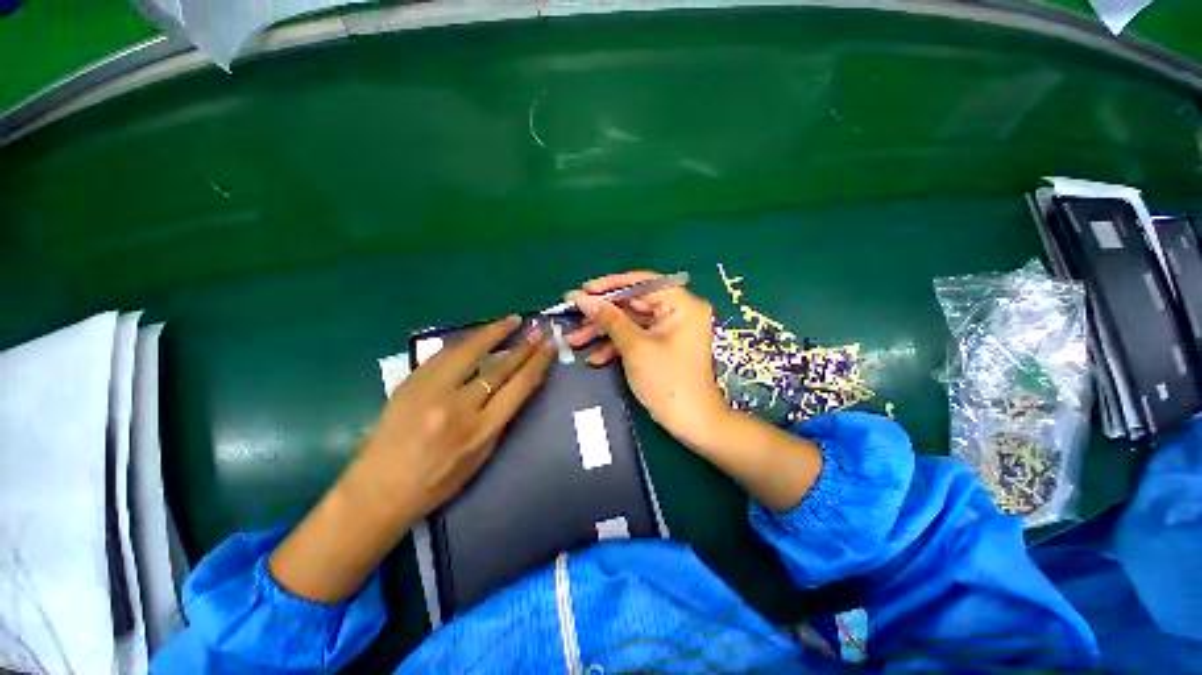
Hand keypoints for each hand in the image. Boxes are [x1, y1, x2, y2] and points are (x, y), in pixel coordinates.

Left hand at [350, 316, 554, 522]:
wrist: (377, 490)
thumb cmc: (437, 482)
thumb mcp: (481, 456)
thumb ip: (499, 419)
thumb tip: (514, 387)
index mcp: (480, 430)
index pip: (518, 386)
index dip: (537, 363)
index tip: (549, 347)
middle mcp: (458, 406)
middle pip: (498, 366)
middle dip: (522, 346)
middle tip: (537, 330)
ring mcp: (431, 391)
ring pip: (469, 351)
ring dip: (494, 332)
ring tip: (511, 320)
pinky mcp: (411, 382)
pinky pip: (444, 354)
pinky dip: (465, 342)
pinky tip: (477, 336)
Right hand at [566, 271, 730, 448]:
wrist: (691, 422)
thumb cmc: (667, 381)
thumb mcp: (634, 347)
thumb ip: (609, 319)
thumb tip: (583, 298)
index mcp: (681, 304)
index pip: (642, 283)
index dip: (610, 286)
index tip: (583, 291)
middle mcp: (678, 311)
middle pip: (633, 304)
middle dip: (601, 315)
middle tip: (573, 317)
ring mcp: (670, 329)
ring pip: (630, 322)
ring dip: (603, 332)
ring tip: (574, 340)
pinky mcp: (662, 345)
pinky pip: (636, 338)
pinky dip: (616, 346)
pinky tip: (594, 358)